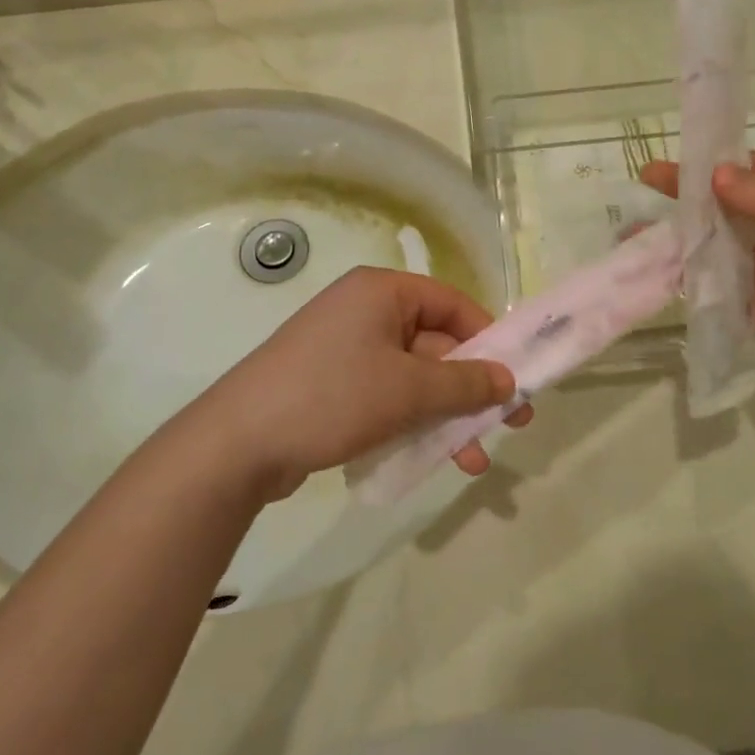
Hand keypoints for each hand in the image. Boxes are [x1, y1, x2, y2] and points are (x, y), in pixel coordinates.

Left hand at [192, 267, 532, 502]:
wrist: (239, 442)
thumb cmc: (333, 396)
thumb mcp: (410, 390)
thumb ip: (466, 384)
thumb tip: (508, 380)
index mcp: (382, 292)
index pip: (452, 303)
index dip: (489, 338)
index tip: (515, 376)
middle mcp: (364, 311)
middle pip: (436, 344)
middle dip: (471, 389)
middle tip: (509, 425)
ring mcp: (344, 349)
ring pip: (413, 377)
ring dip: (446, 415)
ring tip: (471, 462)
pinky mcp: (331, 384)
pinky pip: (386, 395)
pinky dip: (412, 421)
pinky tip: (431, 458)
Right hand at [641, 152, 754, 424]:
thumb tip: (716, 175)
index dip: (716, 163)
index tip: (670, 161)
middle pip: (733, 207)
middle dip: (690, 200)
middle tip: (643, 192)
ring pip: (720, 247)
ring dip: (684, 239)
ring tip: (638, 233)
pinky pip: (722, 288)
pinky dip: (692, 279)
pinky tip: (660, 271)